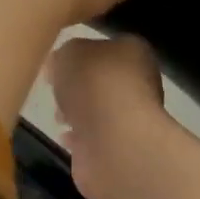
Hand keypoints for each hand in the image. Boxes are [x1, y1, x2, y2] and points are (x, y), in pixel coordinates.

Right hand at [48, 34, 170, 198]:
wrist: (114, 139)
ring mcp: (134, 119)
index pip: (108, 49)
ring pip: (101, 112)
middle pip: (104, 82)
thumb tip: (60, 66)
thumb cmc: (95, 84)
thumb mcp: (69, 52)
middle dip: (79, 89)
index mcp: (135, 53)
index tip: (58, 67)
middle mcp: (141, 84)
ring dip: (79, 115)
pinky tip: (67, 139)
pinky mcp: (123, 149)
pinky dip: (81, 140)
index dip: (81, 56)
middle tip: (58, 93)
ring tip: (59, 118)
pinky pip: (97, 140)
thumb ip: (65, 55)